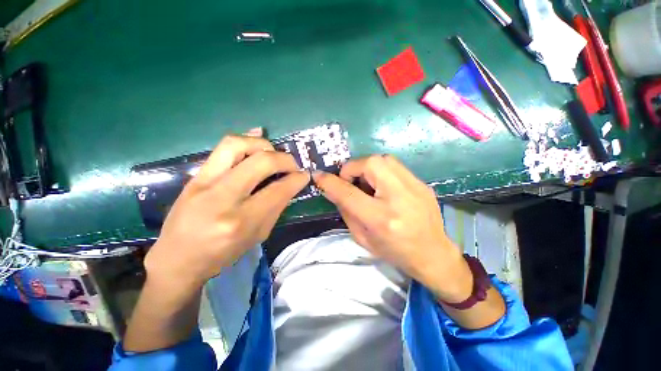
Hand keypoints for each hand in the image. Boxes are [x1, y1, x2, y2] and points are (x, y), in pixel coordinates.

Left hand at [144, 129, 309, 289]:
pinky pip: (222, 147)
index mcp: (241, 221)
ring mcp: (204, 182)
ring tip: (274, 154)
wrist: (178, 258)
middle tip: (293, 165)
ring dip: (264, 145)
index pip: (278, 190)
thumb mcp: (258, 236)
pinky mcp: (195, 175)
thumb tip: (291, 184)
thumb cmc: (222, 253)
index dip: (297, 179)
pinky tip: (257, 140)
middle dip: (285, 159)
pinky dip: (245, 140)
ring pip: (238, 145)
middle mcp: (223, 198)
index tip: (305, 175)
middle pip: (262, 162)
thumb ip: (276, 207)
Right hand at [313, 155, 472, 302]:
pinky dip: (382, 171)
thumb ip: (345, 210)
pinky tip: (382, 186)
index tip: (318, 176)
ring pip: (383, 159)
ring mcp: (415, 188)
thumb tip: (331, 188)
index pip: (349, 193)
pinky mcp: (422, 183)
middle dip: (353, 168)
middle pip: (370, 164)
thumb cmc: (393, 251)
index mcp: (381, 219)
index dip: (330, 182)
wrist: (432, 254)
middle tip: (350, 182)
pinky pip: (395, 166)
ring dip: (367, 167)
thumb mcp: (361, 237)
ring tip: (366, 183)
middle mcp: (399, 198)